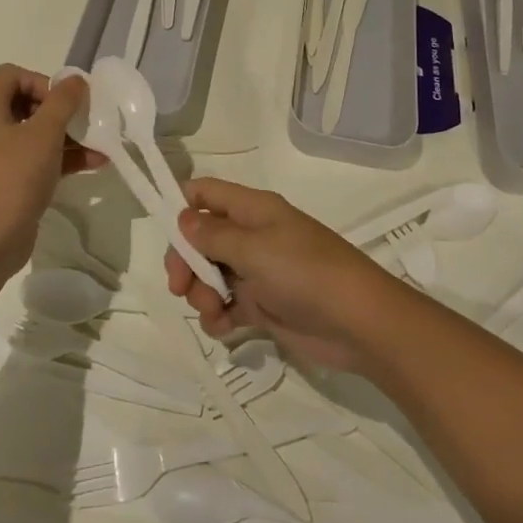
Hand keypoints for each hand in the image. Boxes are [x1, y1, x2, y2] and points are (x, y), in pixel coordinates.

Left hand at [0, 65, 103, 282]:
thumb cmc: (11, 178)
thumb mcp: (43, 134)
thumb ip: (62, 102)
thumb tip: (75, 79)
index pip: (11, 75)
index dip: (41, 81)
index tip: (64, 102)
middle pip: (26, 103)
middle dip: (61, 111)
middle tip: (85, 121)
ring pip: (36, 135)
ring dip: (69, 136)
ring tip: (102, 144)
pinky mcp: (8, 183)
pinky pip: (38, 160)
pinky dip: (64, 159)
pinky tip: (96, 164)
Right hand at [165, 177, 404, 371]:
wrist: (358, 323)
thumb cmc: (305, 272)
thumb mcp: (254, 248)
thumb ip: (213, 235)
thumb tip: (183, 218)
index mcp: (253, 210)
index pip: (207, 194)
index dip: (182, 207)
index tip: (164, 234)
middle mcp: (253, 236)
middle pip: (202, 239)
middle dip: (186, 262)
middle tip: (180, 287)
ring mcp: (259, 272)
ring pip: (212, 275)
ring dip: (202, 294)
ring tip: (213, 312)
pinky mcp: (266, 306)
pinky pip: (229, 306)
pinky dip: (220, 317)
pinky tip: (224, 329)